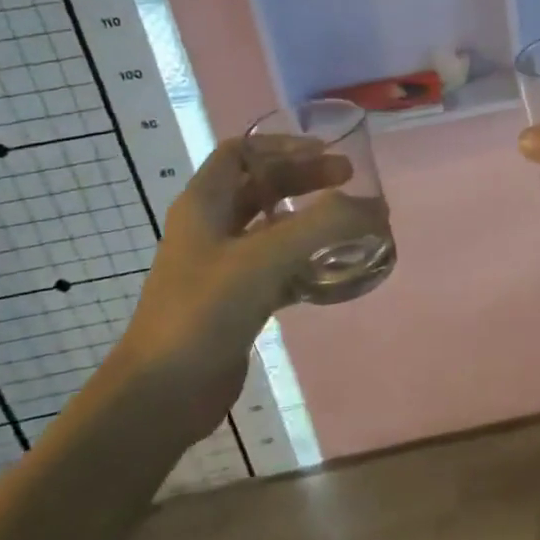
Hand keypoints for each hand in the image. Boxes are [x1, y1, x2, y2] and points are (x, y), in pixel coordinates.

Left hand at [115, 137, 385, 436]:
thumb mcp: (267, 256)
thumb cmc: (205, 310)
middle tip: (350, 182)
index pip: (241, 151)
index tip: (326, 153)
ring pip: (273, 228)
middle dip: (306, 179)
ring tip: (351, 224)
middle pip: (263, 186)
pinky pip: (279, 267)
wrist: (163, 394)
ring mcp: (222, 267)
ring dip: (311, 220)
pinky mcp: (237, 301)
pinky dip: (308, 261)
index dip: (283, 145)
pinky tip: (337, 270)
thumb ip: (326, 225)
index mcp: (204, 204)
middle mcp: (211, 228)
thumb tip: (377, 208)